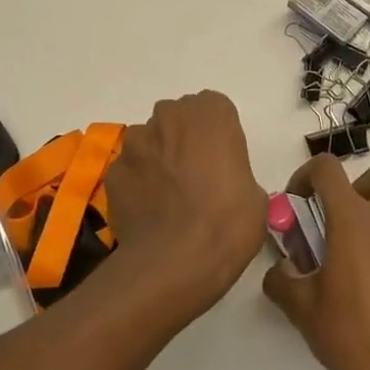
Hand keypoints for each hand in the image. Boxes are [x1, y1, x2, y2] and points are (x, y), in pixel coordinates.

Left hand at [103, 91, 268, 316]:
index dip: (218, 134)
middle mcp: (170, 116)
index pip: (214, 108)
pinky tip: (148, 212)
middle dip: (184, 138)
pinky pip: (129, 170)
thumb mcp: (255, 197)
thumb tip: (223, 186)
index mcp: (211, 114)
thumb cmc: (227, 223)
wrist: (175, 261)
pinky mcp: (114, 171)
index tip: (222, 161)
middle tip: (196, 176)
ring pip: (148, 140)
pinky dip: (137, 183)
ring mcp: (136, 142)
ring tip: (168, 196)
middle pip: (177, 117)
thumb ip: (236, 173)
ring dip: (157, 158)